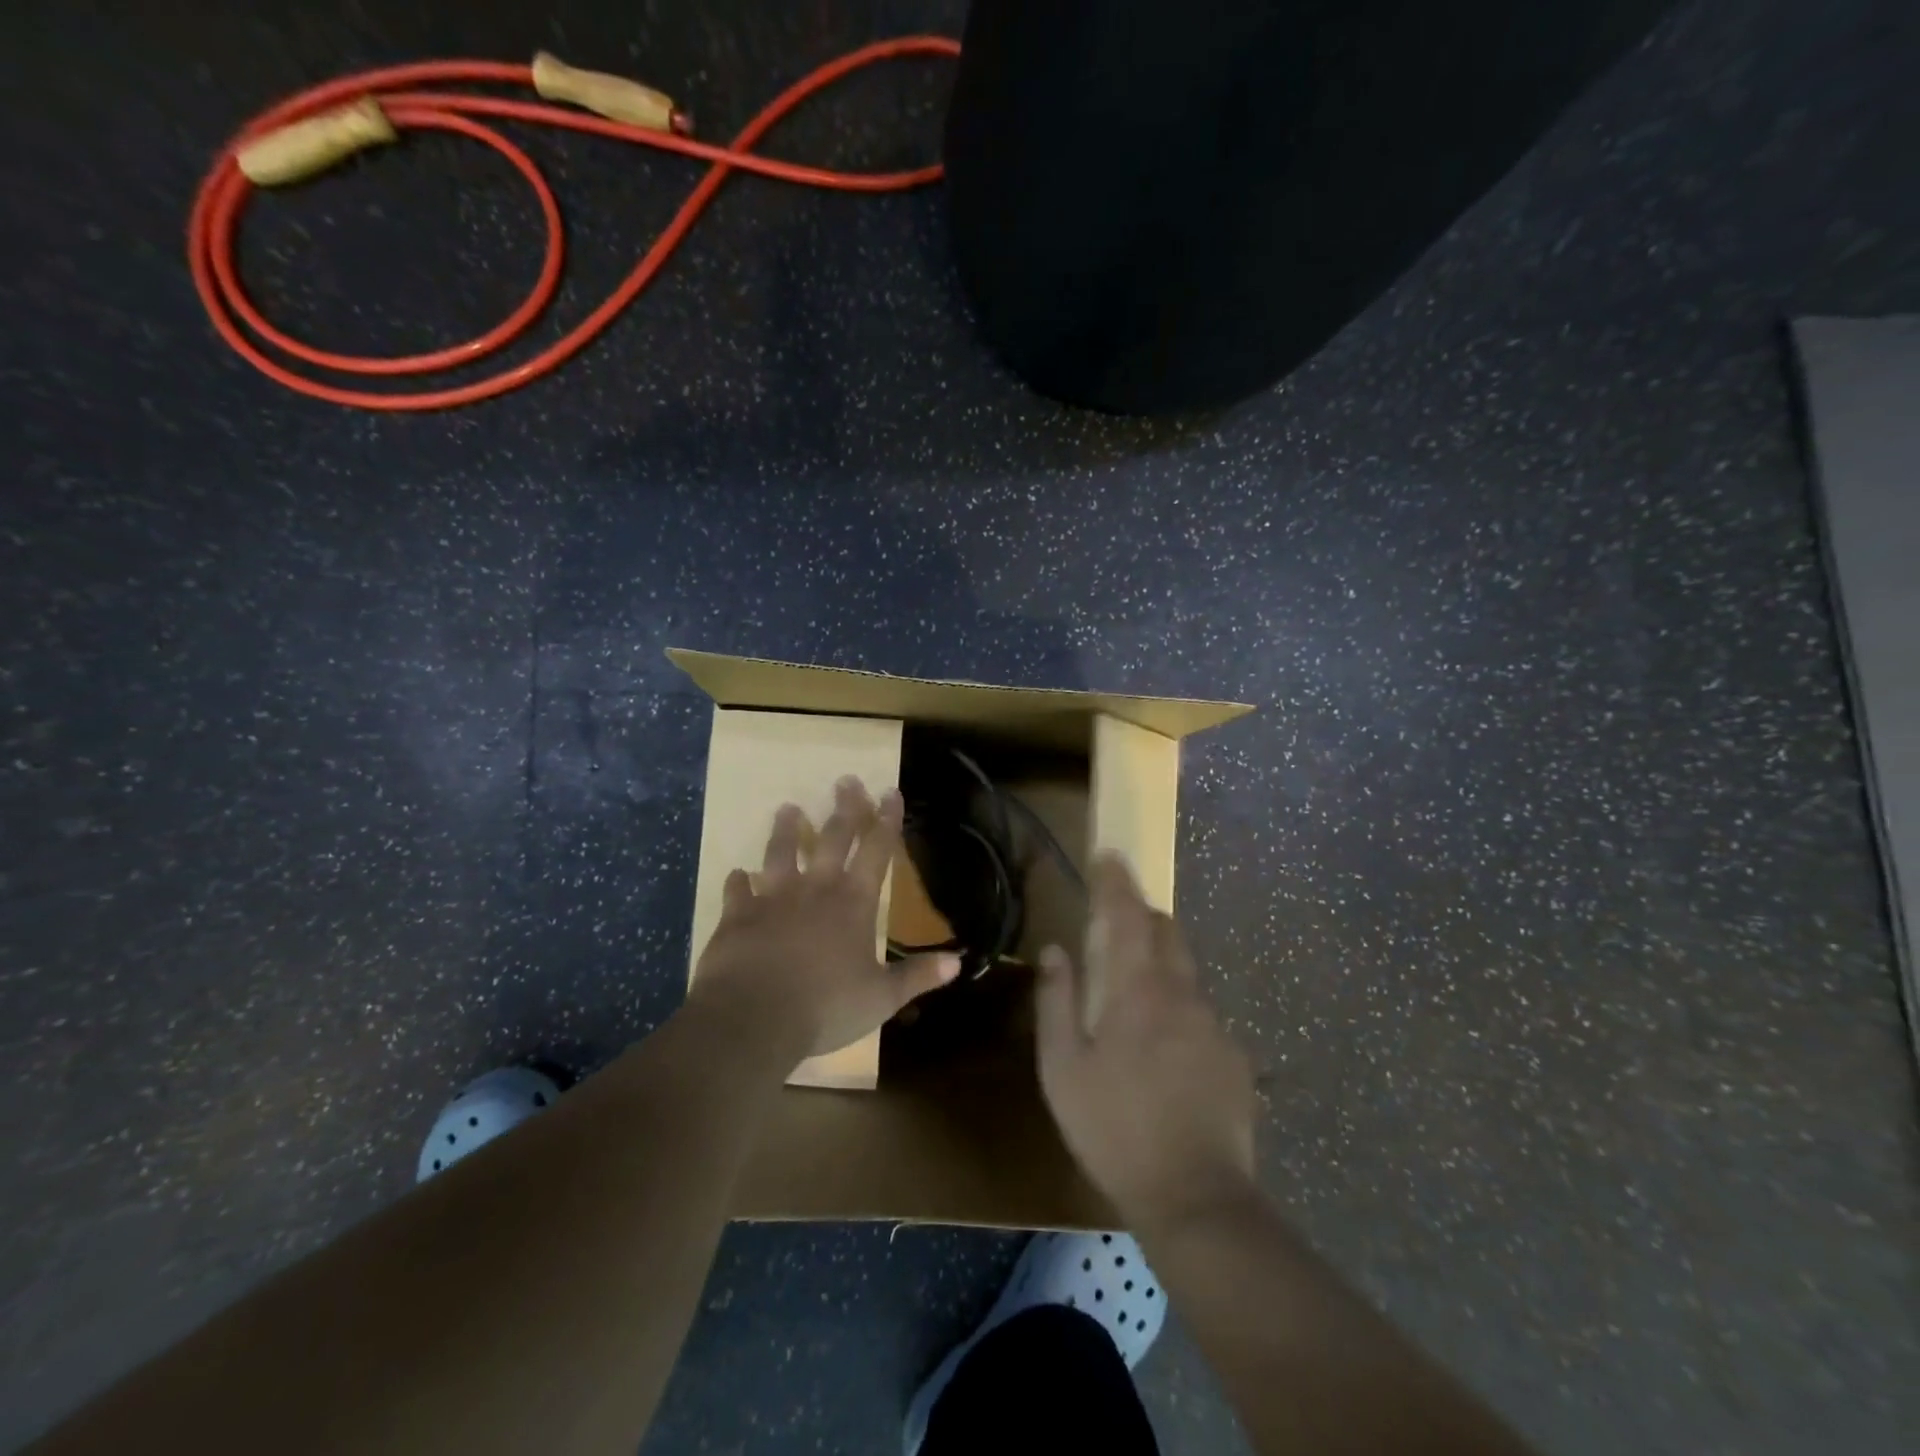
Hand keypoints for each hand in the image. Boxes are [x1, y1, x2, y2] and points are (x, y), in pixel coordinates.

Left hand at [691, 776, 958, 1063]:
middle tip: (846, 780)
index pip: (877, 850)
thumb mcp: (882, 998)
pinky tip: (736, 874)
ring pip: (781, 852)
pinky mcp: (737, 914)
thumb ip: (917, 976)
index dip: (886, 820)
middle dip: (844, 808)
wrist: (753, 1017)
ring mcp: (773, 897)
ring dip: (787, 830)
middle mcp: (816, 888)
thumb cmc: (825, 1006)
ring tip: (788, 809)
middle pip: (832, 838)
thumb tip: (958, 961)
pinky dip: (737, 882)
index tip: (890, 792)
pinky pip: (737, 890)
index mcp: (854, 902)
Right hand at [1036, 854, 1257, 1232]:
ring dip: (1160, 960)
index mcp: (1136, 990)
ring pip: (1186, 969)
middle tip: (1115, 923)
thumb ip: (1056, 1002)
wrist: (1196, 1199)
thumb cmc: (1113, 1129)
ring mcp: (1214, 1024)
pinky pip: (1201, 1010)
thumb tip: (1055, 950)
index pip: (1125, 915)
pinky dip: (1179, 1006)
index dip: (1115, 880)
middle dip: (1141, 914)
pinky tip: (1165, 1049)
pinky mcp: (1235, 1055)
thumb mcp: (1063, 1069)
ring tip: (1135, 993)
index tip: (1108, 854)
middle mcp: (1181, 993)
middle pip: (1165, 930)